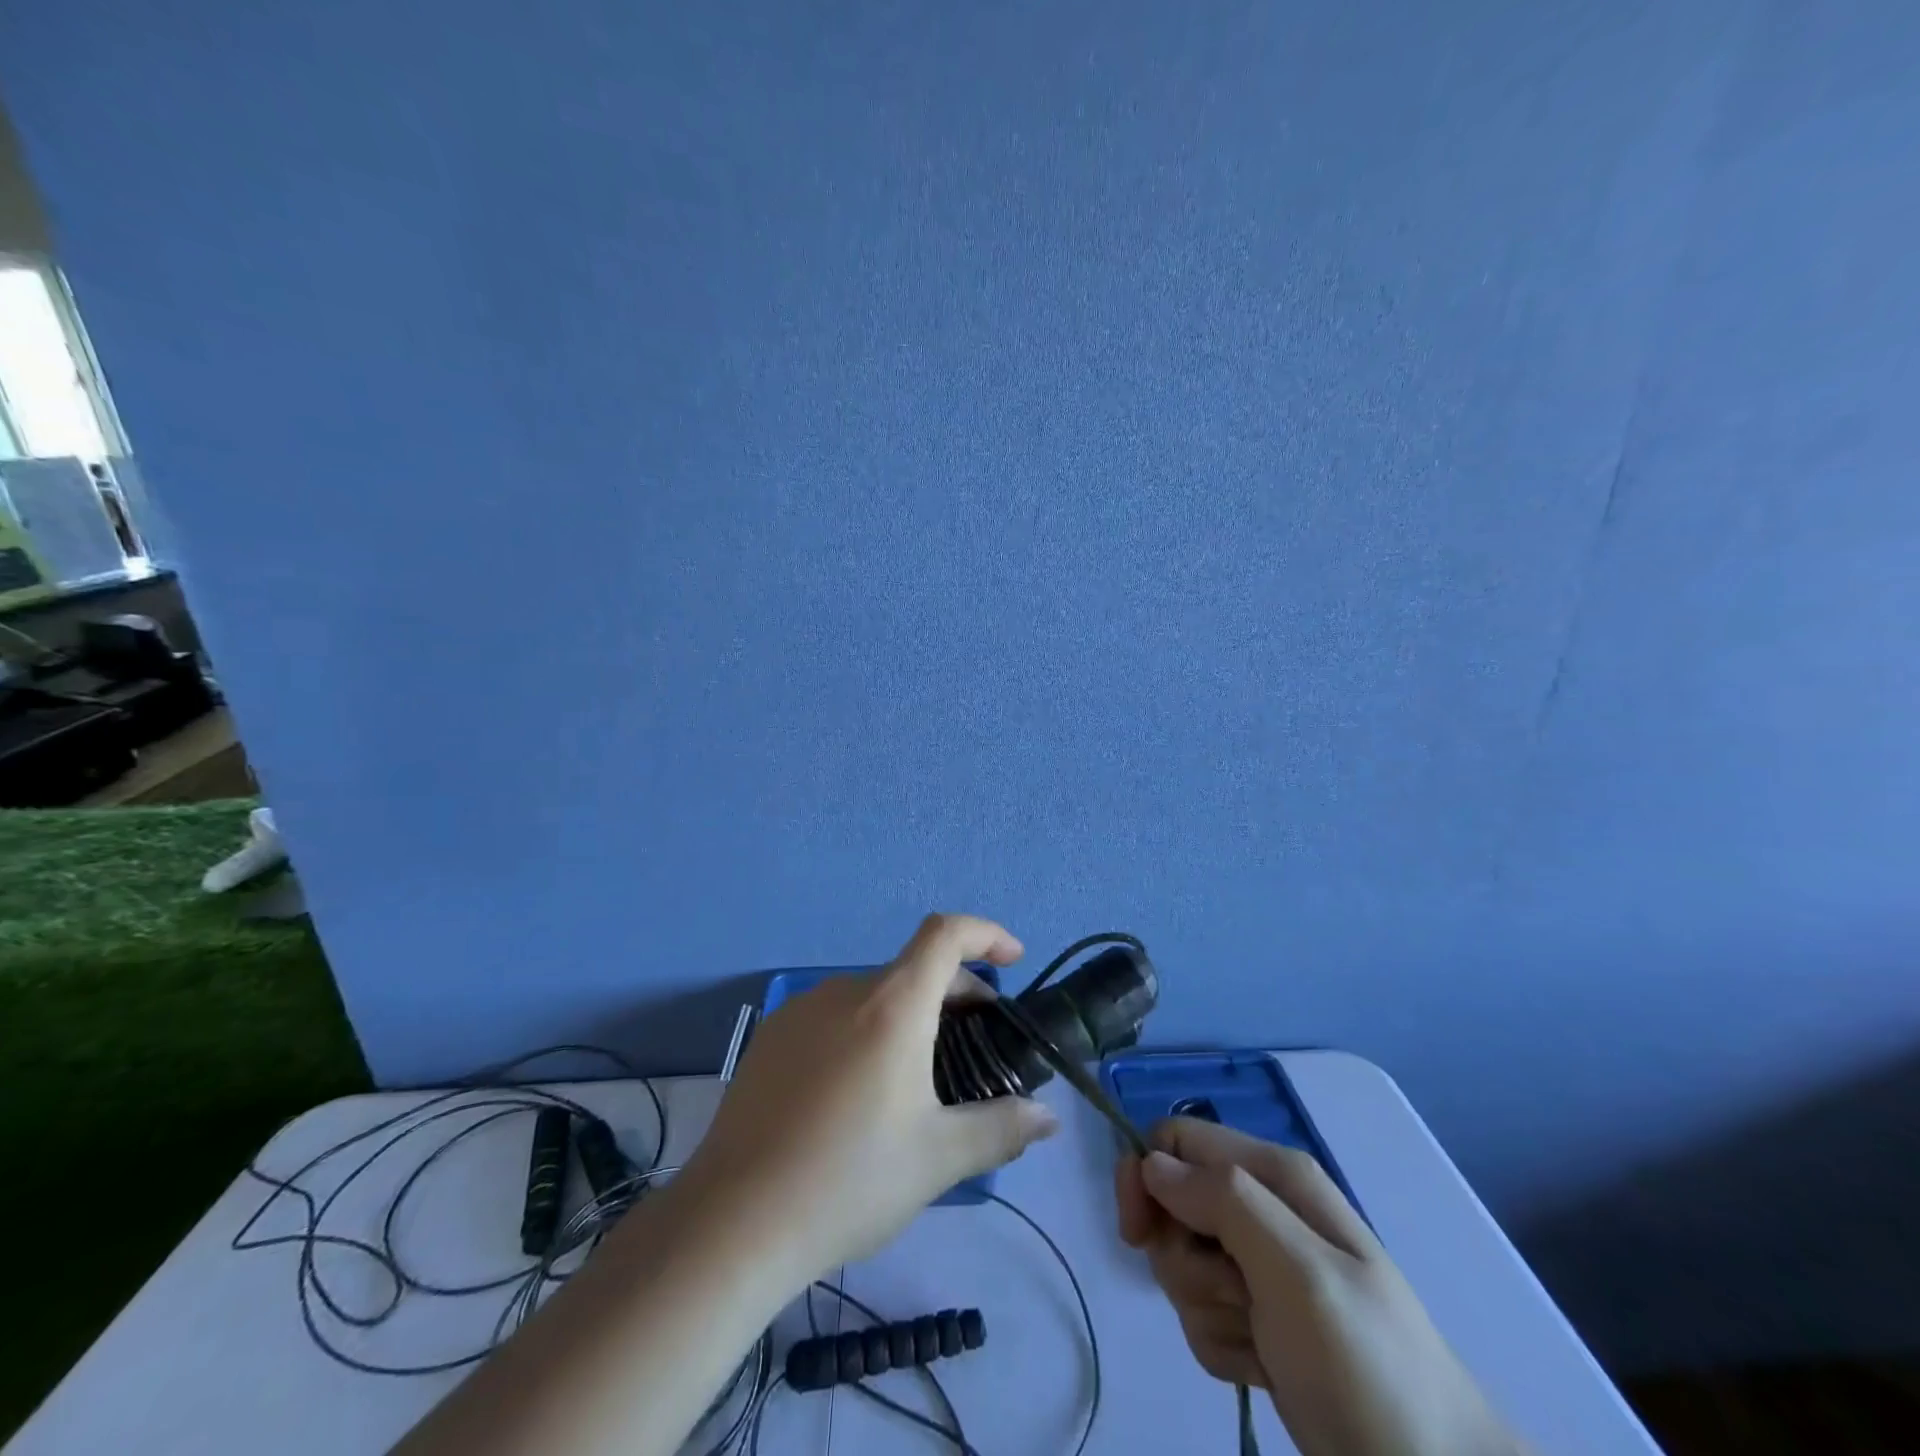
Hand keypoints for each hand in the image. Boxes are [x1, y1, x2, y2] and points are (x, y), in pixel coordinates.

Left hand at [676, 914, 1059, 1290]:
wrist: (733, 1222)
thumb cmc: (848, 1180)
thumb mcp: (938, 1159)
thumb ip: (1001, 1128)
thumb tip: (1048, 1119)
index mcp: (892, 1005)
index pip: (946, 934)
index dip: (986, 934)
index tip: (1013, 961)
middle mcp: (845, 991)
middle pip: (913, 968)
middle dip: (955, 993)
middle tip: (976, 1046)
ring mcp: (801, 1010)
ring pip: (873, 995)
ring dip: (909, 1016)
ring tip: (918, 1078)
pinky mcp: (771, 1037)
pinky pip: (835, 1016)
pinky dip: (866, 1030)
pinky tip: (858, 1092)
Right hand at [1116, 1119, 1524, 1455]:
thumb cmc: (1366, 1362)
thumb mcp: (1297, 1269)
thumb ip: (1223, 1201)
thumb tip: (1152, 1162)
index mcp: (1274, 1175)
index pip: (1177, 1140)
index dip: (1145, 1176)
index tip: (1136, 1234)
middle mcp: (1262, 1208)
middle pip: (1172, 1207)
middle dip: (1185, 1258)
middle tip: (1233, 1296)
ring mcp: (1258, 1266)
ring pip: (1181, 1264)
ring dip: (1208, 1309)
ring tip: (1261, 1340)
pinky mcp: (1255, 1319)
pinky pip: (1200, 1314)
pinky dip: (1222, 1345)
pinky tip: (1263, 1366)